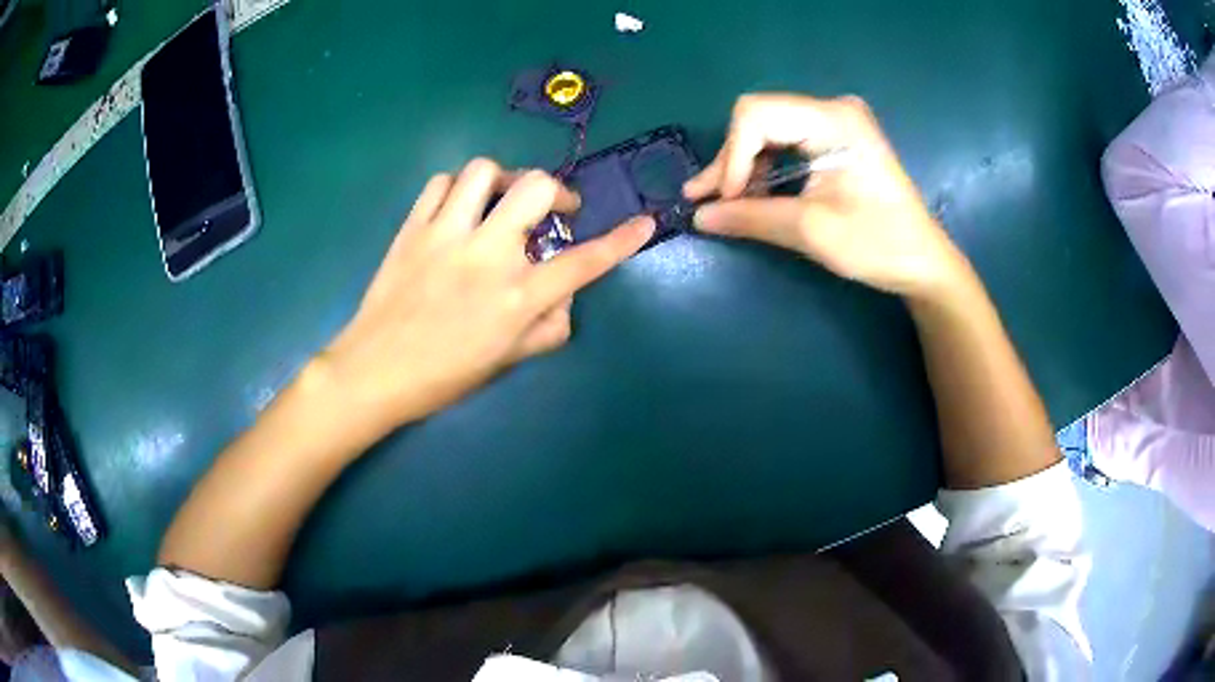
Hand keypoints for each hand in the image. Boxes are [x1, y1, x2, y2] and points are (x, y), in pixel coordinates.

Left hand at [318, 159, 653, 437]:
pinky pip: (441, 183)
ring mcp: (446, 235)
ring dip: (504, 181)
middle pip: (536, 188)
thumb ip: (548, 329)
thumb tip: (564, 298)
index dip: (622, 242)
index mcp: (516, 298)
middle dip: (557, 192)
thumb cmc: (443, 376)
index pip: (583, 263)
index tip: (644, 223)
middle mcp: (487, 256)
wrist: (374, 371)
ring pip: (484, 171)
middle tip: (553, 211)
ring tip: (502, 202)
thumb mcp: (507, 362)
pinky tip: (460, 209)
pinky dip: (459, 189)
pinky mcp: (413, 227)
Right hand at [684, 93, 967, 298]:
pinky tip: (750, 193)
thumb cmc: (877, 244)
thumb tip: (698, 216)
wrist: (922, 261)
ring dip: (743, 166)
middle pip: (758, 119)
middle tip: (707, 201)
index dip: (732, 156)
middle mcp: (832, 109)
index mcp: (833, 120)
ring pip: (766, 130)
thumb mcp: (811, 231)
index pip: (756, 115)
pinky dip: (763, 168)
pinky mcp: (835, 138)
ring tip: (722, 202)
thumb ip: (751, 217)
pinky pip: (784, 142)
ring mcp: (835, 121)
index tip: (725, 201)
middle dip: (732, 161)